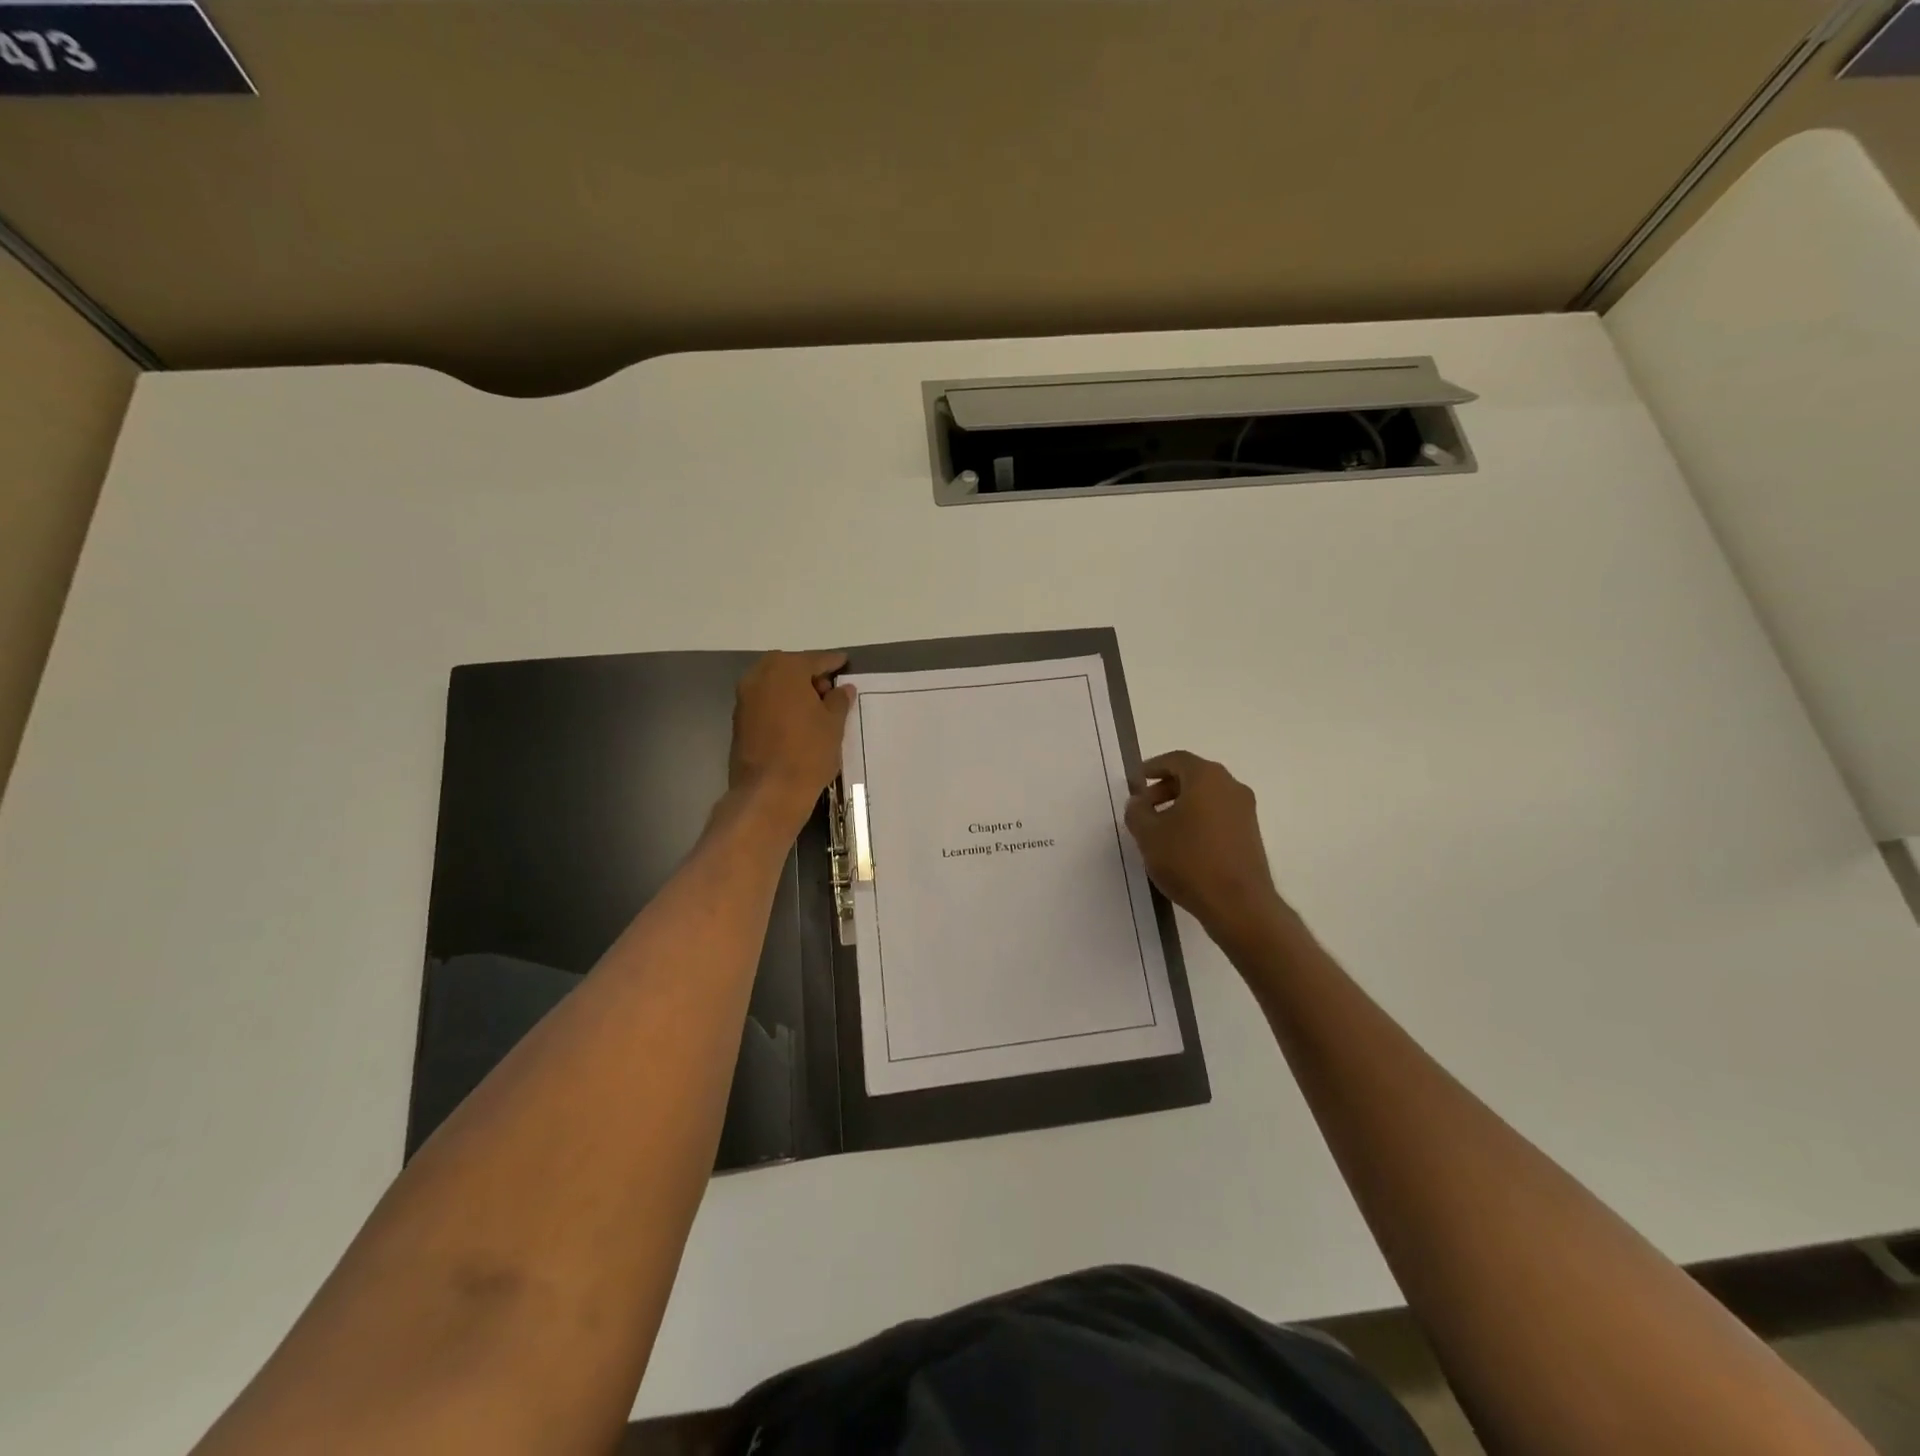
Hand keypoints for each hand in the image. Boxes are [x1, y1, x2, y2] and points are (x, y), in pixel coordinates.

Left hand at [728, 651, 855, 836]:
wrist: (769, 791)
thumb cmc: (808, 752)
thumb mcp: (833, 724)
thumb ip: (838, 700)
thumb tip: (842, 688)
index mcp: (785, 669)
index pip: (815, 659)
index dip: (833, 662)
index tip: (845, 663)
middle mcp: (759, 676)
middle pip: (790, 668)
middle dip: (809, 675)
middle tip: (830, 690)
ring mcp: (745, 698)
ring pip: (774, 684)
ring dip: (793, 690)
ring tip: (815, 709)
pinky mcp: (739, 720)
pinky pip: (765, 702)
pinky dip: (780, 704)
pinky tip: (796, 721)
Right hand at [1125, 751, 1285, 942]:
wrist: (1239, 904)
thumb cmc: (1189, 861)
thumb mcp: (1148, 835)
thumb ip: (1137, 812)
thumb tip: (1138, 802)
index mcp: (1206, 778)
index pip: (1176, 759)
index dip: (1152, 767)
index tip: (1135, 782)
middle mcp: (1231, 786)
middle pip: (1193, 776)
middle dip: (1165, 787)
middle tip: (1144, 807)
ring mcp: (1245, 810)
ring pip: (1207, 796)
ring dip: (1181, 805)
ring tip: (1160, 830)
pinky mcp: (1250, 834)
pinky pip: (1218, 815)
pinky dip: (1198, 819)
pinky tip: (1182, 845)